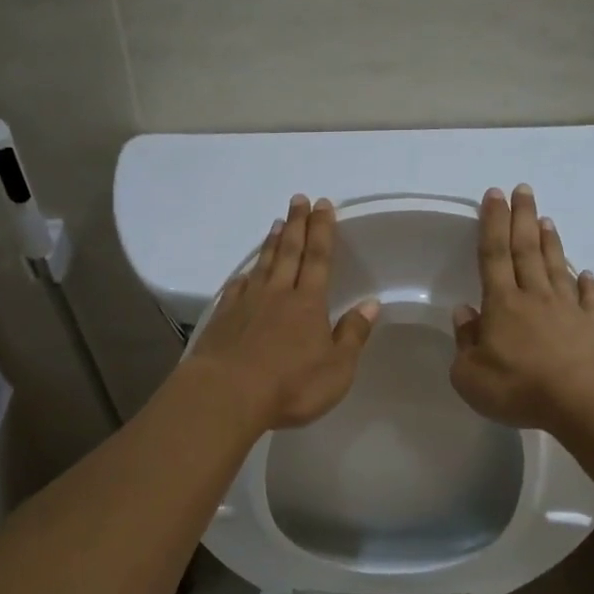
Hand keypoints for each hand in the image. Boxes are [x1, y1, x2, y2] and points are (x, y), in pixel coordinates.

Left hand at [188, 195, 379, 430]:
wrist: (227, 395)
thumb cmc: (290, 386)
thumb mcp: (337, 369)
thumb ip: (353, 334)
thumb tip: (371, 304)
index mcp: (308, 304)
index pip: (319, 259)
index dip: (322, 230)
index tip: (323, 205)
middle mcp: (277, 294)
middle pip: (289, 252)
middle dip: (296, 224)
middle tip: (298, 199)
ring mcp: (246, 304)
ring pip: (262, 265)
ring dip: (270, 243)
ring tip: (276, 224)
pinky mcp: (223, 319)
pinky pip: (236, 289)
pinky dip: (243, 277)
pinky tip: (244, 274)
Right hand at [450, 185, 593, 434]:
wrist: (584, 401)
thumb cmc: (519, 388)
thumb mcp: (470, 375)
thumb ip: (465, 342)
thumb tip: (464, 312)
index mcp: (502, 304)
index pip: (493, 254)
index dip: (492, 223)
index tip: (494, 194)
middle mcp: (535, 296)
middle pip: (527, 249)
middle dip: (522, 218)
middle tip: (523, 189)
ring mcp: (568, 308)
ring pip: (556, 267)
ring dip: (550, 242)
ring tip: (546, 220)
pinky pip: (589, 297)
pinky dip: (586, 283)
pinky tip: (586, 273)